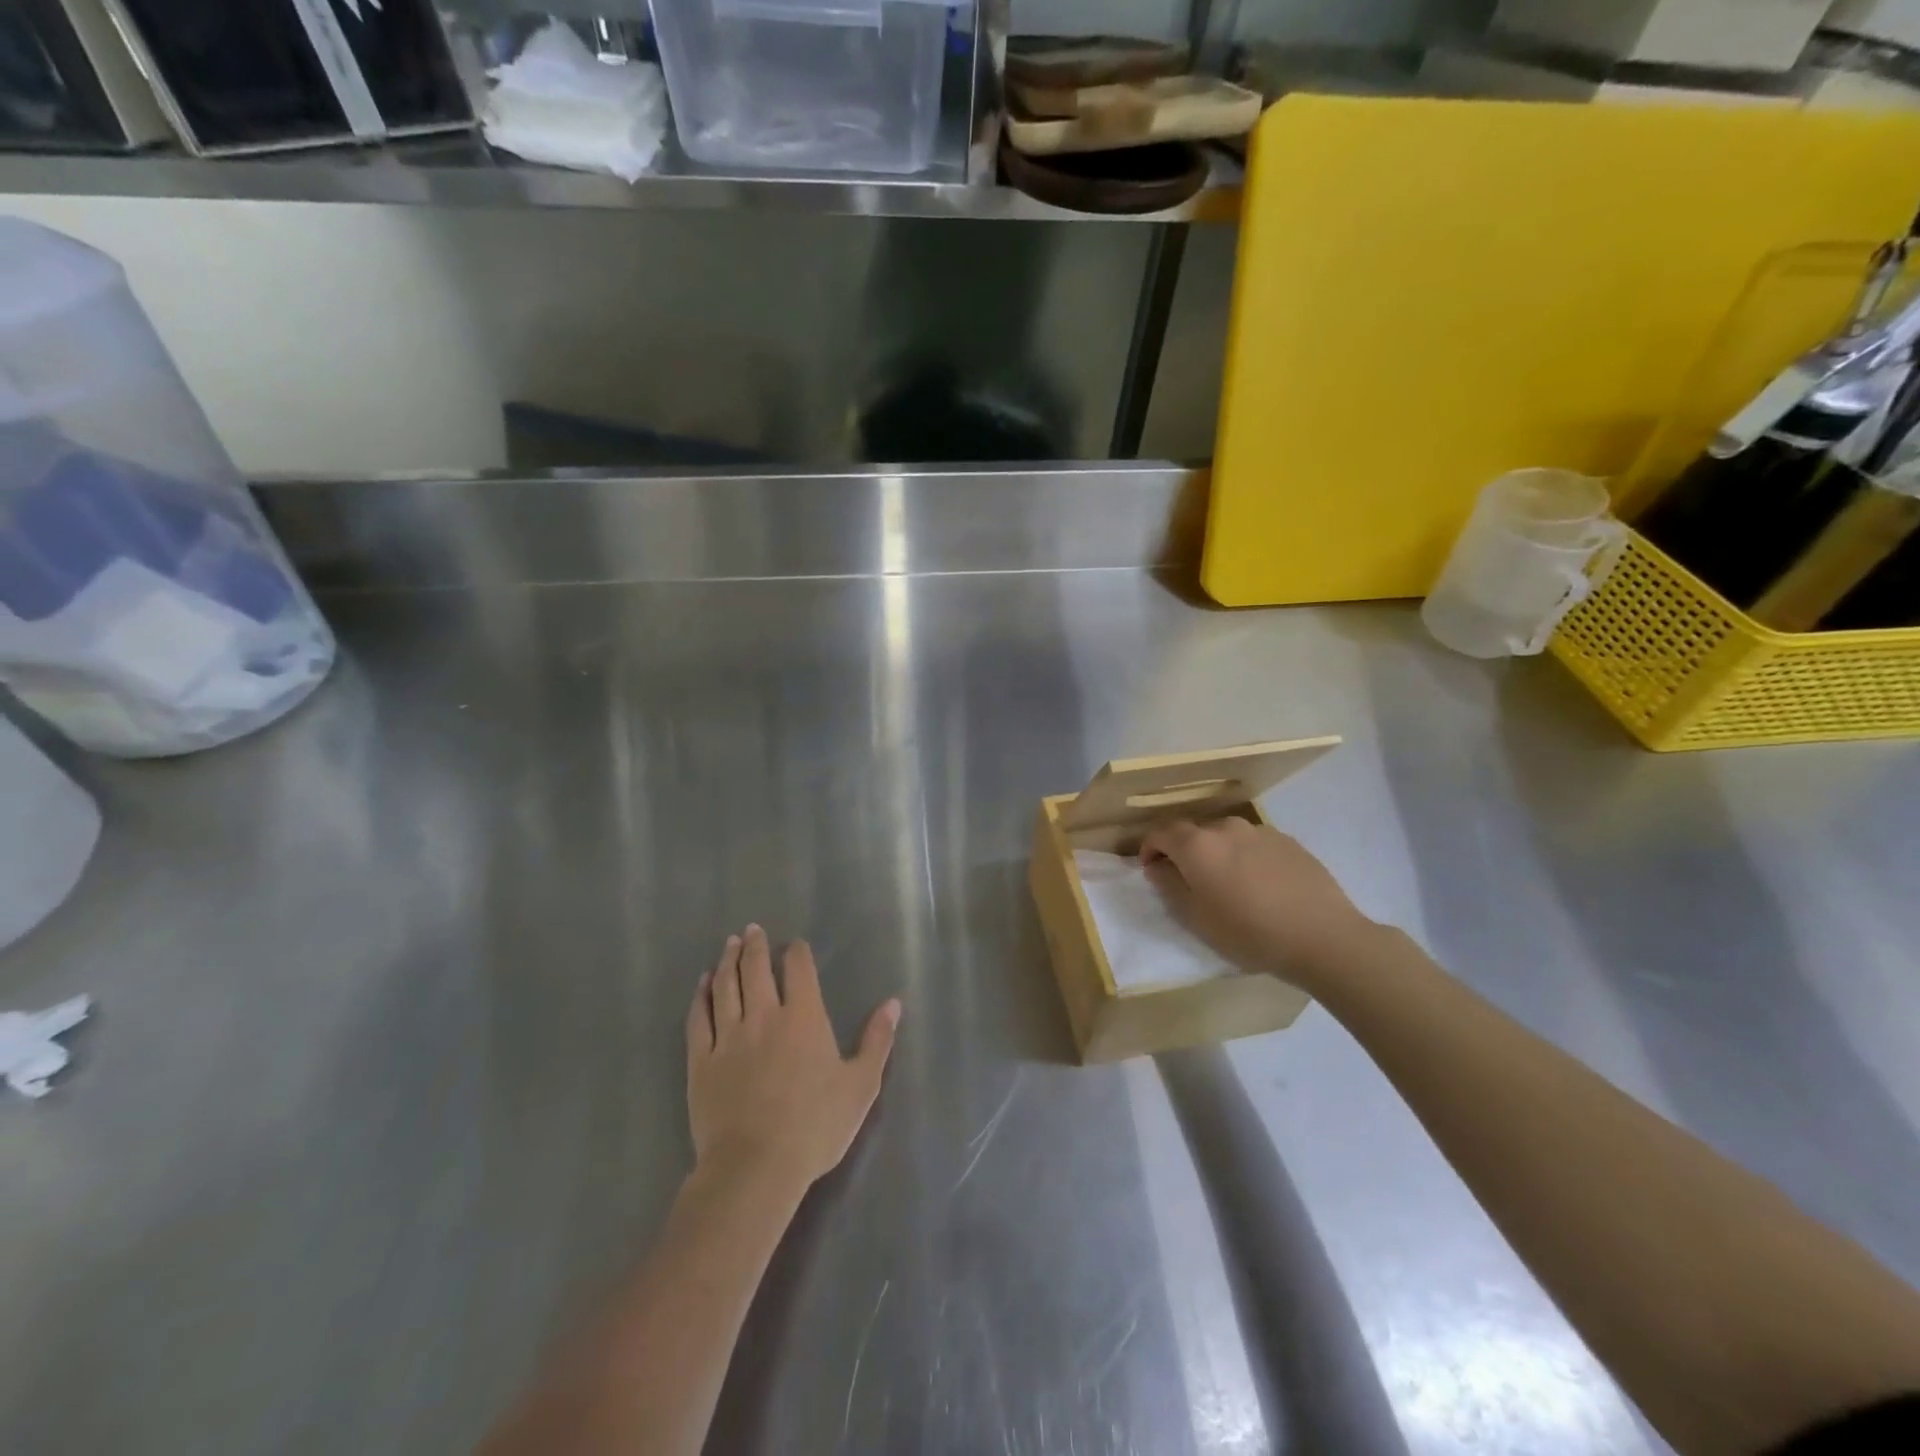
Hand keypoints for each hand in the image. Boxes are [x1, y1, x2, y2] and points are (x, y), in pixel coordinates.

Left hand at [686, 925, 900, 1196]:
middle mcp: (764, 1016)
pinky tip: (702, 984)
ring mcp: (729, 1037)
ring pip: (725, 986)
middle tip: (752, 930)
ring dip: (728, 961)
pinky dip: (700, 996)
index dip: (797, 953)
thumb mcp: (861, 1085)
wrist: (755, 1168)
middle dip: (755, 946)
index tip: (795, 945)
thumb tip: (893, 1003)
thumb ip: (877, 1040)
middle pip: (756, 969)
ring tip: (730, 944)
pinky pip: (698, 1018)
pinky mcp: (701, 1060)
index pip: (799, 970)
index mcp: (804, 1018)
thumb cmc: (815, 1126)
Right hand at [1139, 819, 1372, 987]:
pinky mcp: (1289, 841)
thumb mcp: (1195, 918)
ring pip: (1226, 838)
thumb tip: (1158, 866)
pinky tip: (1262, 887)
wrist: (1323, 937)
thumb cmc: (1249, 932)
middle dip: (1185, 853)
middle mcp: (1226, 827)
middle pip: (1194, 833)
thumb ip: (1169, 885)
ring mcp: (1261, 831)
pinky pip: (1254, 844)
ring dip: (1219, 854)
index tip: (1151, 870)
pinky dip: (1247, 858)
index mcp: (1197, 844)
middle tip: (1192, 884)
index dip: (1150, 849)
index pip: (1161, 833)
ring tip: (1230, 886)